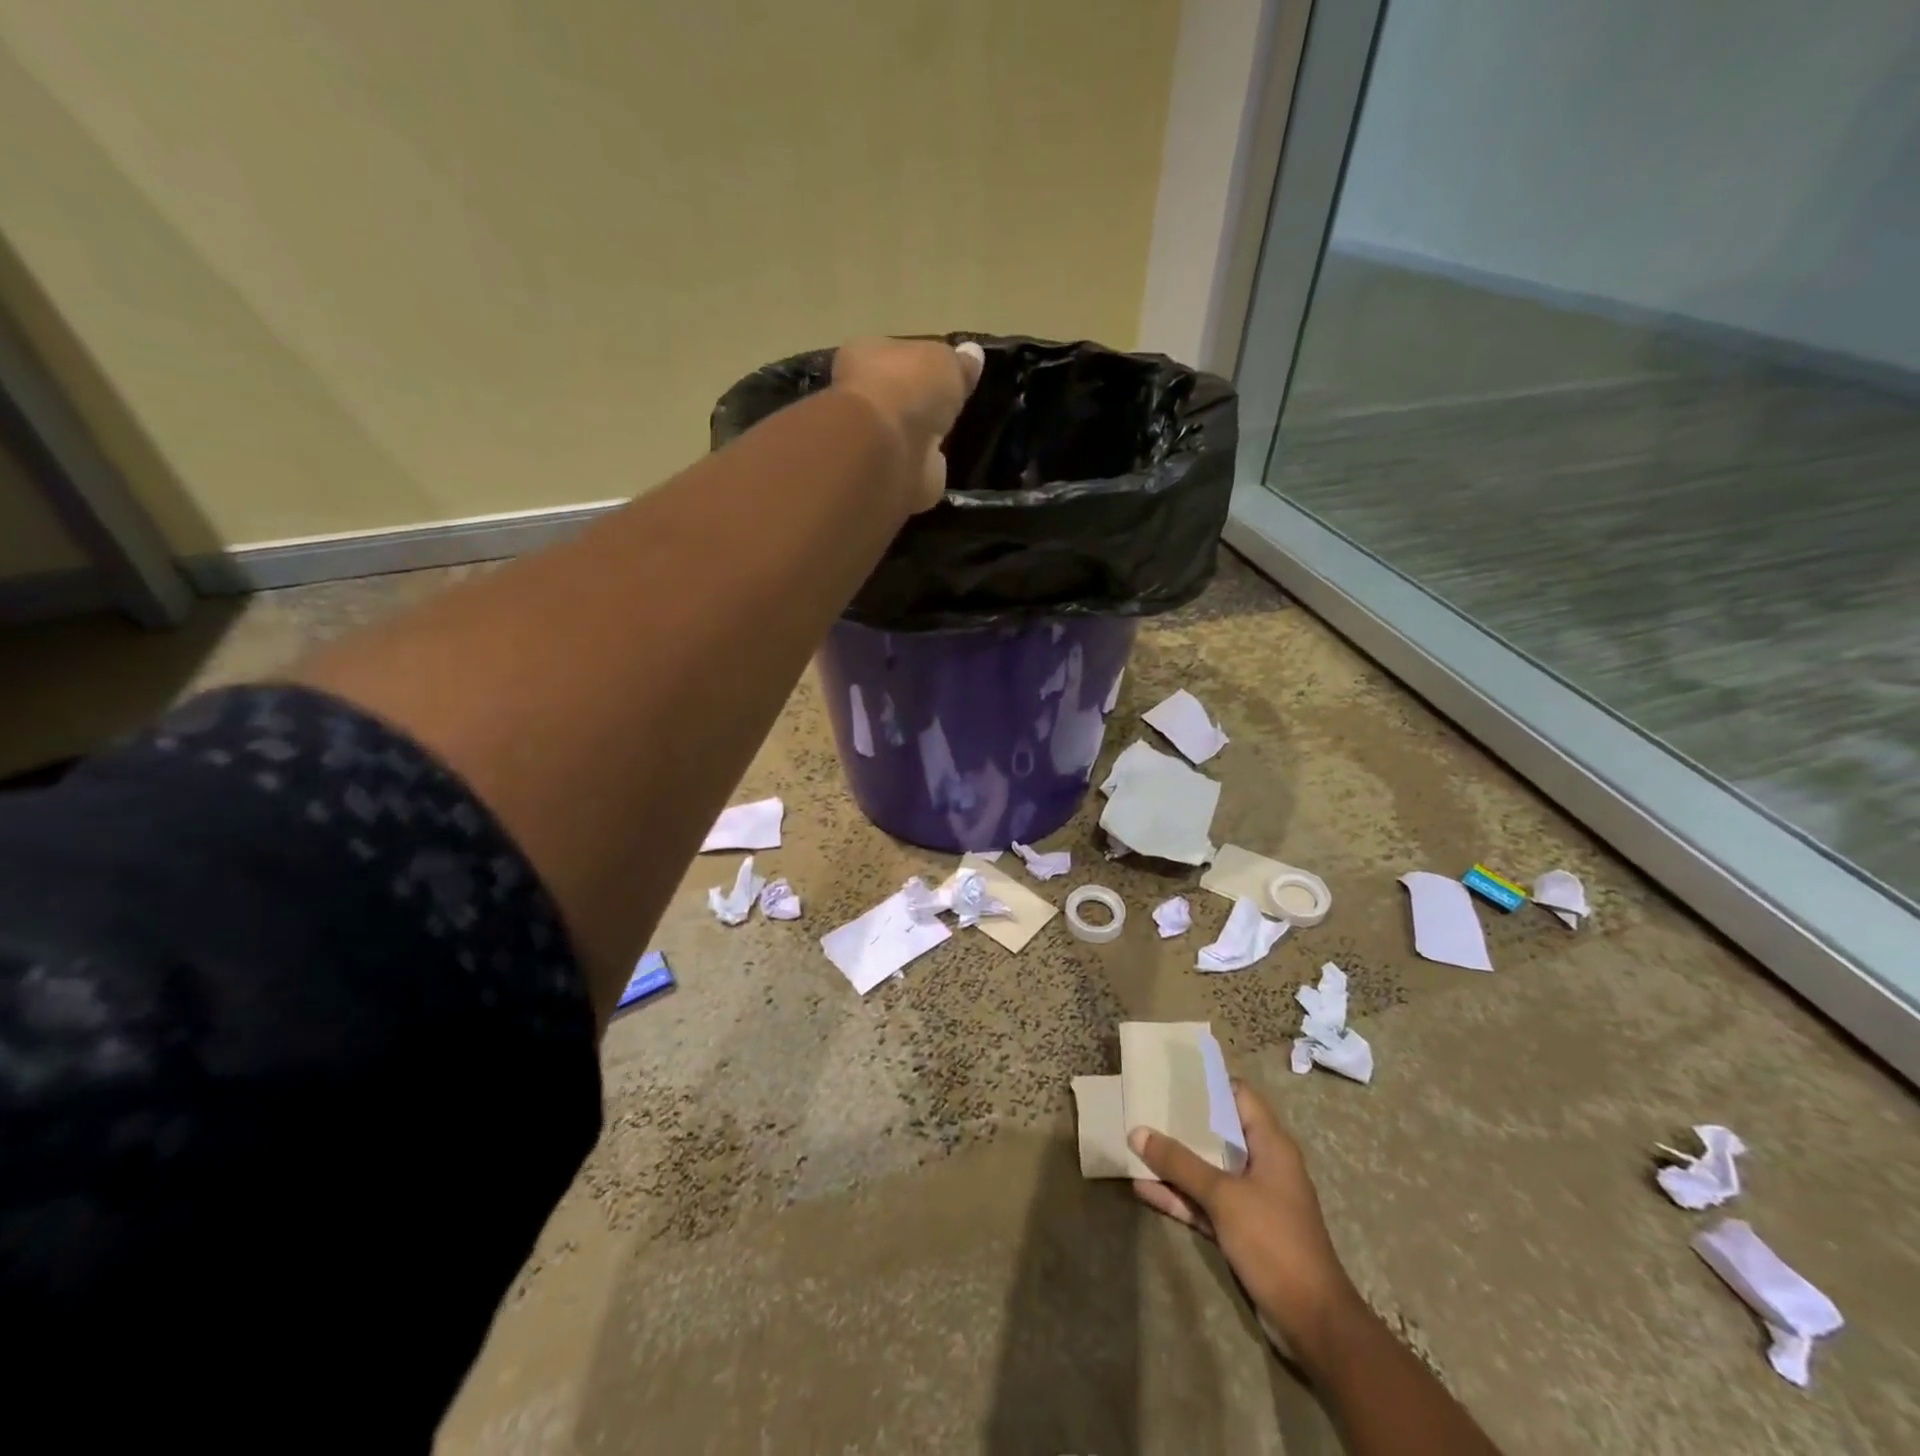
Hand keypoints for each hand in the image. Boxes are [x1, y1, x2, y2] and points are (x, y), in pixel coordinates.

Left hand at [832, 337, 984, 512]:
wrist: (890, 449)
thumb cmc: (909, 387)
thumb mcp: (946, 361)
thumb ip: (959, 362)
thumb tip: (973, 354)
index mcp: (865, 355)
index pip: (891, 353)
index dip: (916, 362)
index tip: (943, 371)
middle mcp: (862, 398)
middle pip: (896, 396)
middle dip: (918, 402)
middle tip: (950, 405)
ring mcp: (874, 441)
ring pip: (904, 433)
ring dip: (921, 436)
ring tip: (953, 435)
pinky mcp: (889, 475)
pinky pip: (913, 465)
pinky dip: (926, 466)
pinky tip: (946, 464)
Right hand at [1130, 1079, 1360, 1357]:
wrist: (1312, 1321)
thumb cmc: (1274, 1241)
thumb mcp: (1223, 1196)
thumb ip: (1180, 1163)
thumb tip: (1137, 1131)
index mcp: (1270, 1145)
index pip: (1239, 1096)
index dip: (1208, 1082)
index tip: (1172, 1073)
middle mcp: (1262, 1165)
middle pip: (1218, 1132)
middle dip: (1182, 1122)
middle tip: (1144, 1104)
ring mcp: (1251, 1199)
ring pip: (1207, 1169)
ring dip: (1175, 1162)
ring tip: (1135, 1145)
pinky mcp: (1241, 1229)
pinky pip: (1205, 1202)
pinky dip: (1179, 1196)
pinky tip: (1143, 1189)